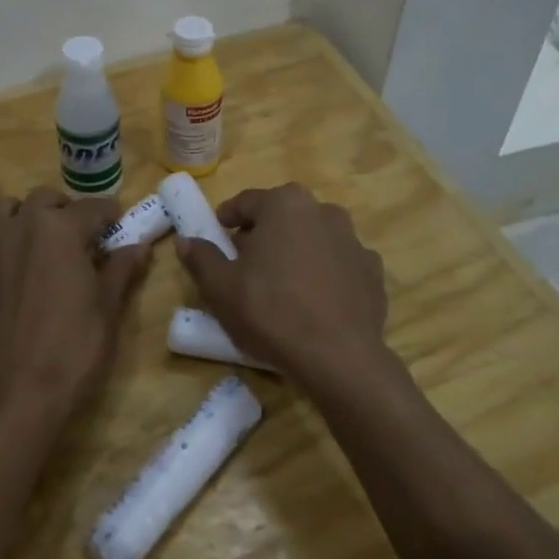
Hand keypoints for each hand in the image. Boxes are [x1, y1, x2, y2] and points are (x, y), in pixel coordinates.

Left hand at [0, 189, 149, 425]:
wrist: (16, 392)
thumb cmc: (73, 346)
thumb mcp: (107, 307)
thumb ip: (122, 269)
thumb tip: (140, 247)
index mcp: (60, 228)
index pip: (92, 208)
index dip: (110, 214)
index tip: (120, 223)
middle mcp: (22, 227)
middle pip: (46, 199)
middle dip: (67, 210)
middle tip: (83, 236)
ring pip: (9, 211)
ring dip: (29, 216)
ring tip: (45, 243)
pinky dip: (7, 244)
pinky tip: (20, 273)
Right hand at [175, 183, 388, 391]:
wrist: (339, 357)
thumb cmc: (271, 311)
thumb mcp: (221, 288)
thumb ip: (201, 258)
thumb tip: (185, 241)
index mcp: (284, 204)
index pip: (247, 201)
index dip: (228, 218)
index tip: (218, 235)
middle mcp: (322, 210)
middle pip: (283, 216)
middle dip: (263, 234)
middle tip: (246, 263)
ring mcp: (353, 240)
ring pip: (314, 237)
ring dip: (297, 251)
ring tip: (282, 284)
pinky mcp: (373, 270)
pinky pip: (339, 264)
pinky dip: (326, 273)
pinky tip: (316, 301)